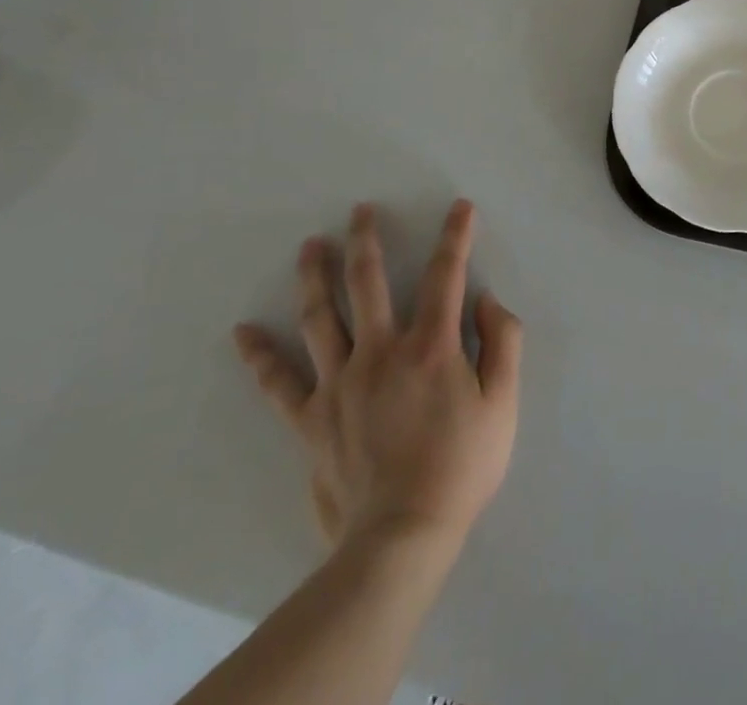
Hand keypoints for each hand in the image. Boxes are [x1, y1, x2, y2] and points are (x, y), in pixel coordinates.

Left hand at [232, 200, 521, 552]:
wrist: (400, 537)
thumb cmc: (461, 466)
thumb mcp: (503, 403)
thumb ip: (502, 342)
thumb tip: (486, 300)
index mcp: (430, 346)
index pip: (445, 275)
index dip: (456, 236)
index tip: (460, 208)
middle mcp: (381, 351)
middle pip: (369, 282)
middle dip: (367, 240)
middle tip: (360, 210)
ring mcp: (339, 383)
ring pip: (321, 317)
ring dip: (315, 276)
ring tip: (310, 246)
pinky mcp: (311, 418)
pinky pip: (279, 383)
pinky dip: (260, 356)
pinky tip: (243, 332)